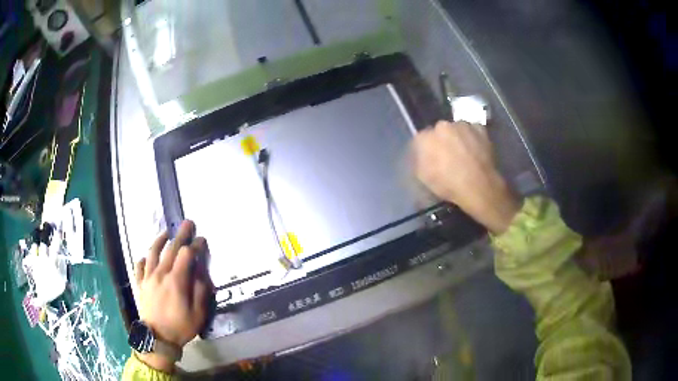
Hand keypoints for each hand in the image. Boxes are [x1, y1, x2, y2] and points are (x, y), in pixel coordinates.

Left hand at [134, 220, 212, 372]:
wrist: (157, 338)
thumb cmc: (180, 327)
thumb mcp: (198, 314)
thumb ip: (200, 291)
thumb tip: (202, 273)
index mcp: (176, 281)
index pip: (186, 255)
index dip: (195, 245)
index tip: (202, 240)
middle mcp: (160, 273)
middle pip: (171, 249)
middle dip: (181, 234)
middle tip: (188, 222)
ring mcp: (148, 277)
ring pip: (152, 252)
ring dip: (160, 240)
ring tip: (166, 233)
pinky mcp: (140, 284)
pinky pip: (139, 266)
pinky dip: (143, 258)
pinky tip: (147, 256)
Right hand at [412, 121, 519, 233]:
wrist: (478, 186)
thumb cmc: (448, 184)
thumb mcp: (423, 177)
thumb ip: (418, 160)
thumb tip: (420, 154)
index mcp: (425, 138)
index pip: (421, 139)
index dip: (425, 150)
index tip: (430, 159)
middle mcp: (442, 126)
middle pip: (439, 131)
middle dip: (442, 141)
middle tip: (448, 156)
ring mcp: (462, 125)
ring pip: (457, 129)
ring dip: (458, 138)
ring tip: (464, 154)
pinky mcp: (479, 128)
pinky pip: (473, 131)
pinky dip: (473, 138)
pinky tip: (475, 150)